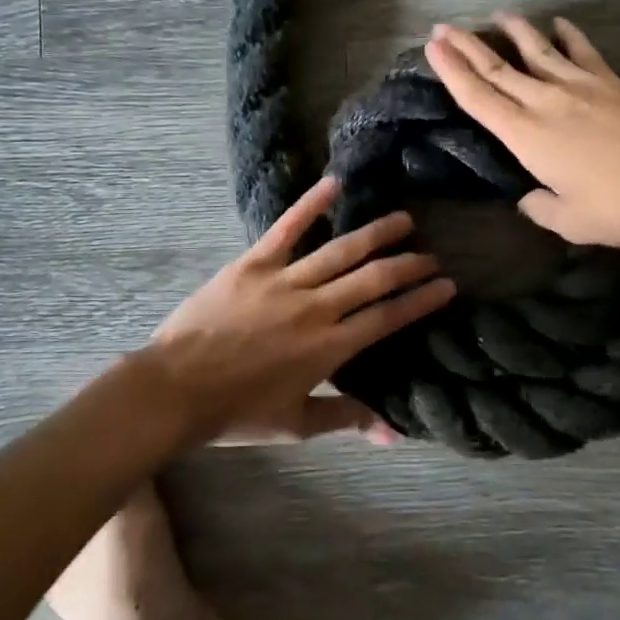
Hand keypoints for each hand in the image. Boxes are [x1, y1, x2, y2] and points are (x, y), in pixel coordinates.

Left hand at [147, 176, 454, 445]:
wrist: (174, 391)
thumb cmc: (236, 412)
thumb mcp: (296, 424)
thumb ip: (347, 419)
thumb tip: (394, 436)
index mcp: (329, 348)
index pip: (387, 317)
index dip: (420, 300)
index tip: (446, 285)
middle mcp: (316, 308)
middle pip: (373, 279)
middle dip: (408, 265)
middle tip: (432, 254)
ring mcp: (285, 281)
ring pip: (341, 250)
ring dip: (376, 233)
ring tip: (403, 220)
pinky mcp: (254, 263)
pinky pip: (287, 227)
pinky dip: (311, 203)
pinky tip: (335, 183)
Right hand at [425, 13, 619, 250]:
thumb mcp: (570, 221)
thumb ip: (540, 207)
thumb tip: (529, 197)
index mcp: (527, 137)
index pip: (478, 98)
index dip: (452, 72)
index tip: (433, 48)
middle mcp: (547, 102)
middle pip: (498, 69)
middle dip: (466, 47)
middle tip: (443, 28)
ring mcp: (581, 87)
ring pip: (537, 51)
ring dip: (514, 31)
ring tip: (497, 15)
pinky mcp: (612, 82)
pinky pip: (582, 51)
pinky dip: (568, 35)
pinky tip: (559, 23)